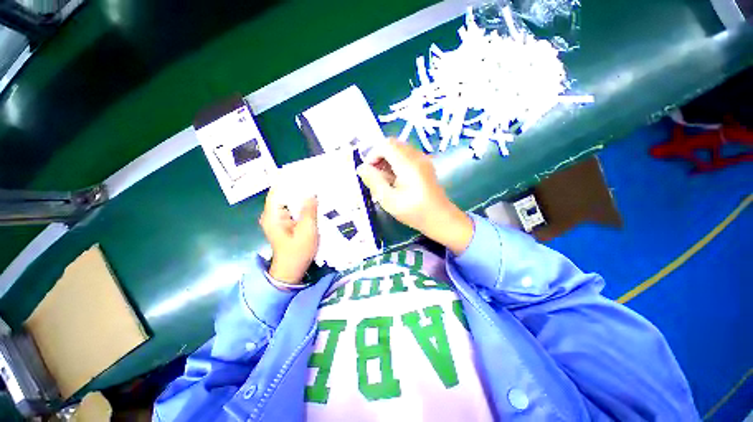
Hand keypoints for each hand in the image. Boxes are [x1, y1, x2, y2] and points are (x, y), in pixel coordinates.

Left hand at [259, 186, 318, 283]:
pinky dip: (302, 205)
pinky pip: (293, 209)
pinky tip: (313, 202)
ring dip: (301, 196)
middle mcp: (272, 215)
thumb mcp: (306, 230)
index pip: (277, 190)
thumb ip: (309, 211)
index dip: (288, 180)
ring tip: (316, 187)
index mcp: (272, 215)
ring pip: (289, 202)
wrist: (291, 270)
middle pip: (284, 195)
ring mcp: (278, 220)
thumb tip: (311, 194)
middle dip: (298, 187)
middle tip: (314, 179)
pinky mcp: (285, 224)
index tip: (303, 172)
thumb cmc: (297, 251)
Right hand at [357, 139, 473, 254]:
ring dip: (388, 159)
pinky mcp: (426, 165)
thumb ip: (374, 181)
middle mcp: (417, 156)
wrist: (441, 218)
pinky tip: (396, 179)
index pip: (386, 145)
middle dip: (380, 156)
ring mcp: (423, 159)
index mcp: (408, 164)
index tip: (369, 171)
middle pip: (393, 144)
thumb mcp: (389, 200)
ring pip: (400, 149)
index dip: (373, 154)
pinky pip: (407, 155)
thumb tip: (361, 167)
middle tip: (375, 175)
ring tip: (385, 179)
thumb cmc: (414, 212)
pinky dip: (397, 162)